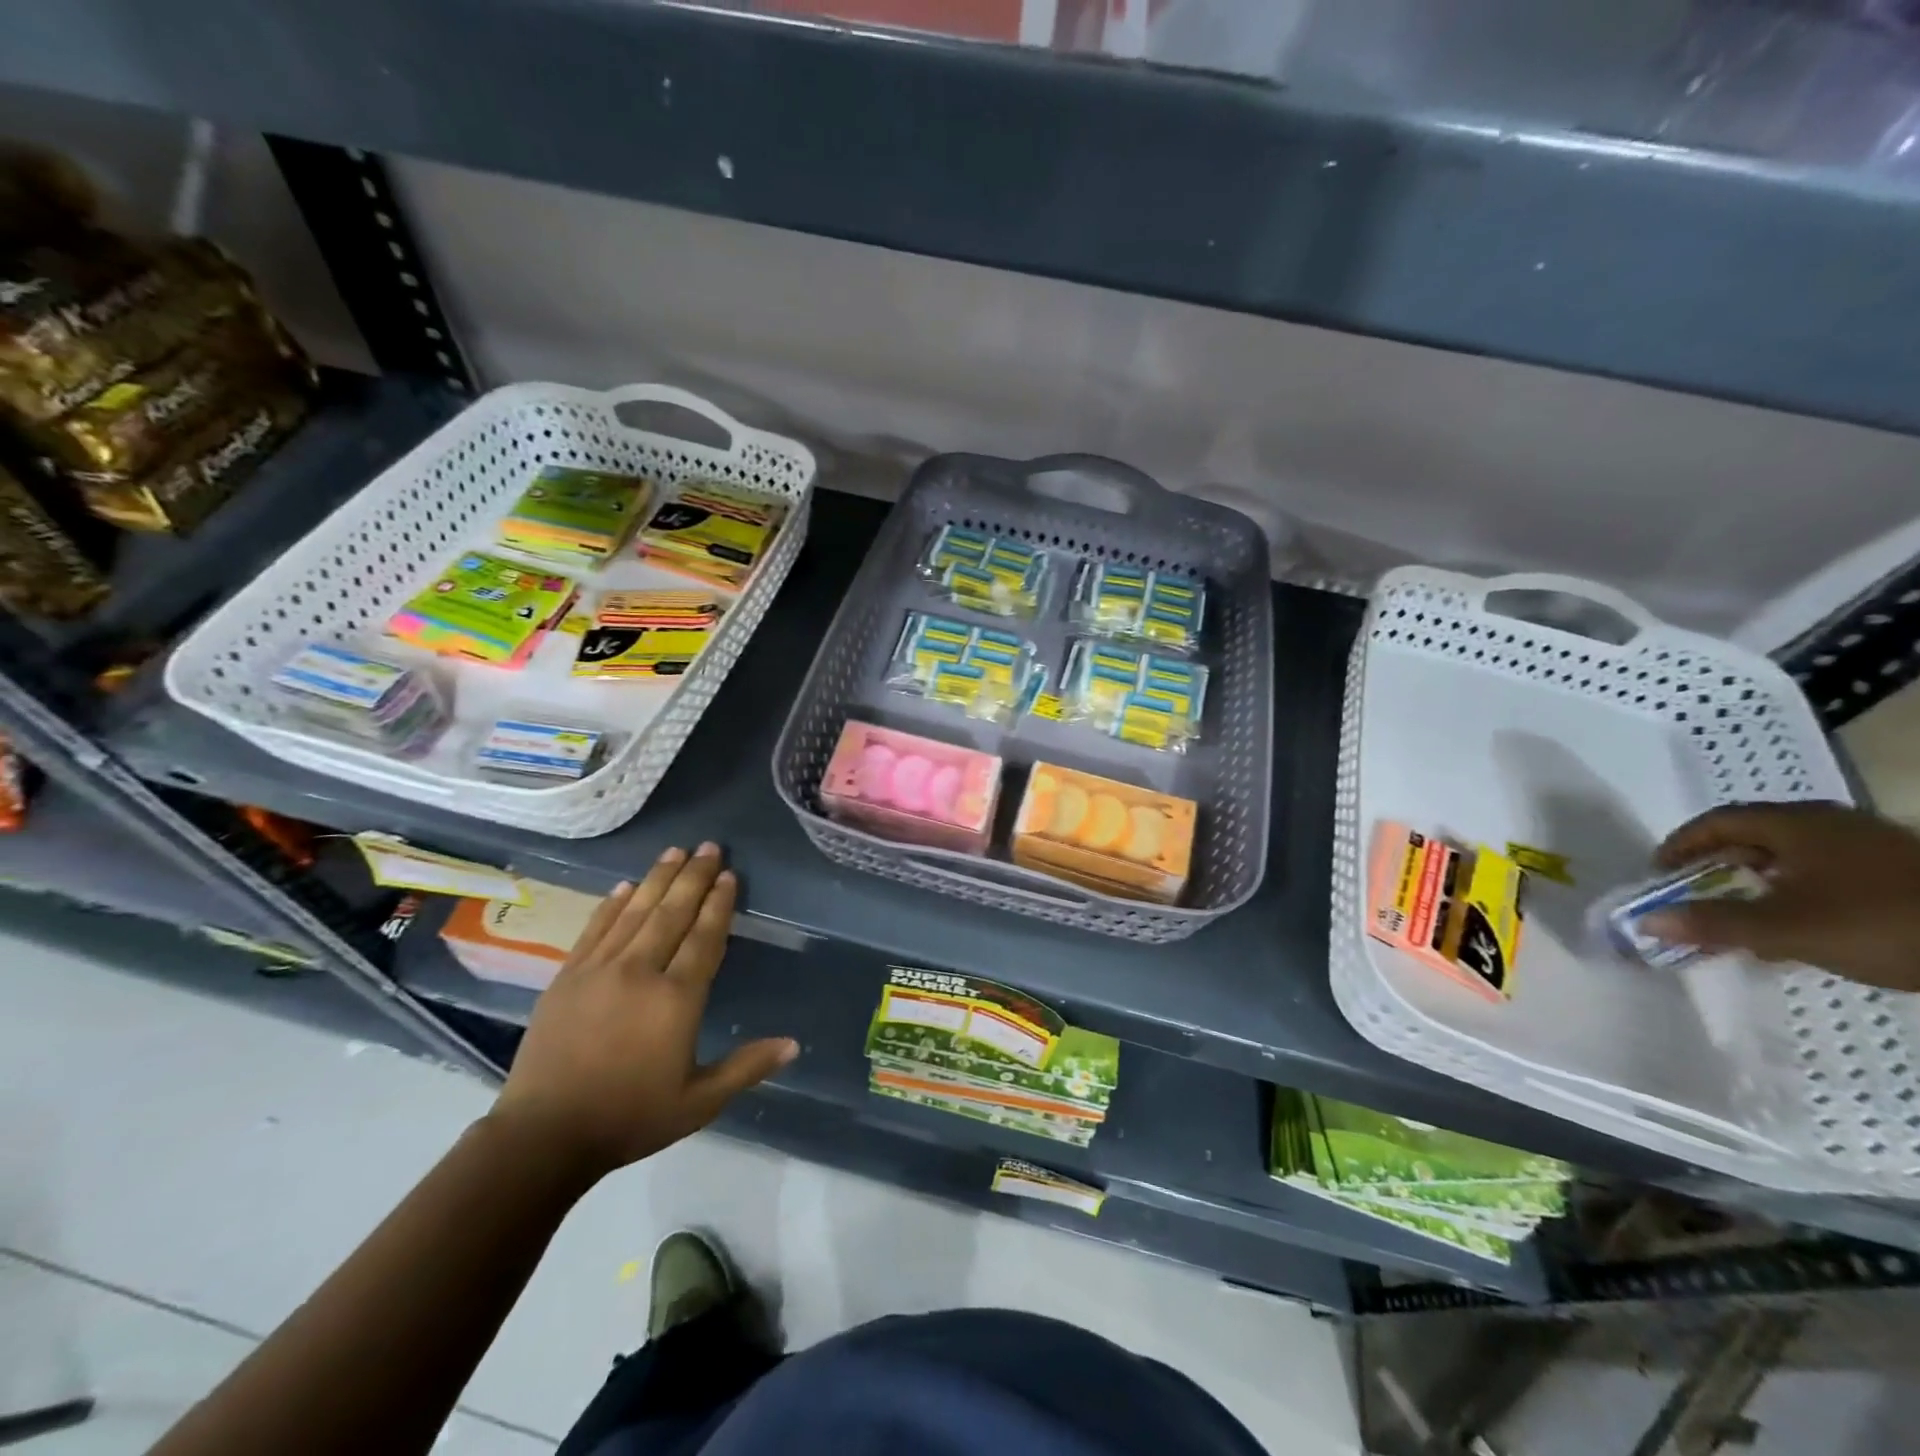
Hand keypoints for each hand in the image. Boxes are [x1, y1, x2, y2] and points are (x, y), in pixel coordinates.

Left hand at [487, 844, 796, 1182]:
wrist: (543, 1136)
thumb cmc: (630, 1118)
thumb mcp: (699, 1102)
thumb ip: (747, 1067)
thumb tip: (794, 1044)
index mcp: (676, 999)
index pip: (704, 938)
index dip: (718, 904)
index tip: (729, 874)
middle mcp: (640, 972)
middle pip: (672, 913)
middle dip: (693, 876)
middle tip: (709, 845)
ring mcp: (599, 970)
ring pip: (636, 912)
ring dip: (658, 879)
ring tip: (675, 851)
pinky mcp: (567, 977)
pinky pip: (595, 929)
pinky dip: (612, 905)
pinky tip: (625, 886)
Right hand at [1646, 803, 1919, 991]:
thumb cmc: (1883, 922)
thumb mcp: (1787, 929)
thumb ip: (1713, 923)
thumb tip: (1645, 920)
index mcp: (1796, 823)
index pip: (1716, 823)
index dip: (1681, 845)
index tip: (1659, 873)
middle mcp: (1830, 823)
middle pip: (1755, 836)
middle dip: (1717, 865)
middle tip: (1694, 893)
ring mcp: (1874, 847)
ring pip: (1794, 857)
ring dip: (1759, 882)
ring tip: (1745, 915)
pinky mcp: (1905, 873)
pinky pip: (1829, 874)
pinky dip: (1799, 893)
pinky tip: (1804, 925)